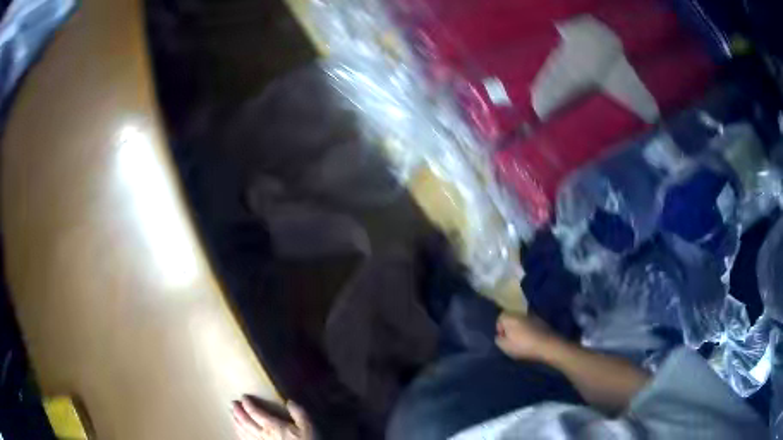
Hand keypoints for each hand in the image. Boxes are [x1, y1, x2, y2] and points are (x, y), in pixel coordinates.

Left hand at [232, 396, 313, 439]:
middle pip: (246, 422)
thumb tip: (289, 401)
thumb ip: (299, 413)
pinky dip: (240, 435)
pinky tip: (238, 433)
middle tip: (232, 403)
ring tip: (232, 416)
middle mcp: (262, 434)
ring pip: (243, 432)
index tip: (243, 397)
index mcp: (272, 426)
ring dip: (236, 423)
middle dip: (238, 412)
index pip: (256, 413)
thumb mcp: (307, 427)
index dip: (248, 404)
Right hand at [495, 312, 558, 360]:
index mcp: (510, 317)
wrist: (547, 345)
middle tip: (511, 340)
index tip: (503, 338)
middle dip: (510, 328)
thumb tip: (499, 335)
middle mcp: (520, 313)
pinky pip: (530, 324)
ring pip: (521, 321)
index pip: (499, 318)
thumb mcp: (504, 346)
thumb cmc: (523, 345)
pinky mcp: (540, 321)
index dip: (499, 328)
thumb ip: (498, 339)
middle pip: (511, 318)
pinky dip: (528, 330)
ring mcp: (531, 316)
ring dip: (520, 329)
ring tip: (521, 341)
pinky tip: (530, 339)